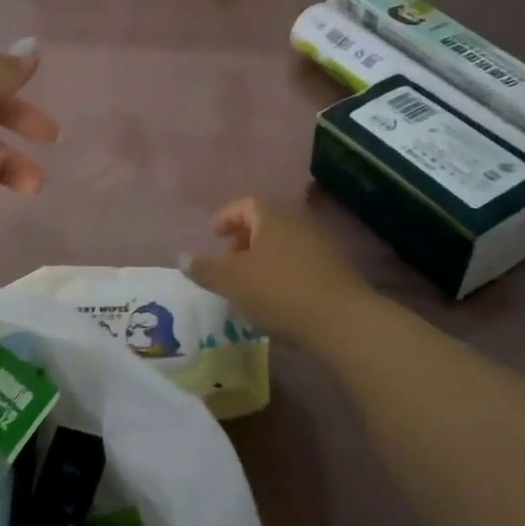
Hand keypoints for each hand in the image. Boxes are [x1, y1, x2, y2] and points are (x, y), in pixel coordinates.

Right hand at [182, 197, 376, 348]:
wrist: (342, 322)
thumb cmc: (279, 291)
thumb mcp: (231, 281)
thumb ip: (204, 268)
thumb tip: (181, 257)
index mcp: (271, 216)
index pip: (244, 204)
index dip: (225, 218)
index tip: (213, 236)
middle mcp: (297, 222)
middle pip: (265, 223)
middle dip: (243, 240)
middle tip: (228, 262)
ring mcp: (321, 245)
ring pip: (283, 244)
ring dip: (263, 259)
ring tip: (248, 285)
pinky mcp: (336, 271)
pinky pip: (300, 263)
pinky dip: (283, 273)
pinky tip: (276, 299)